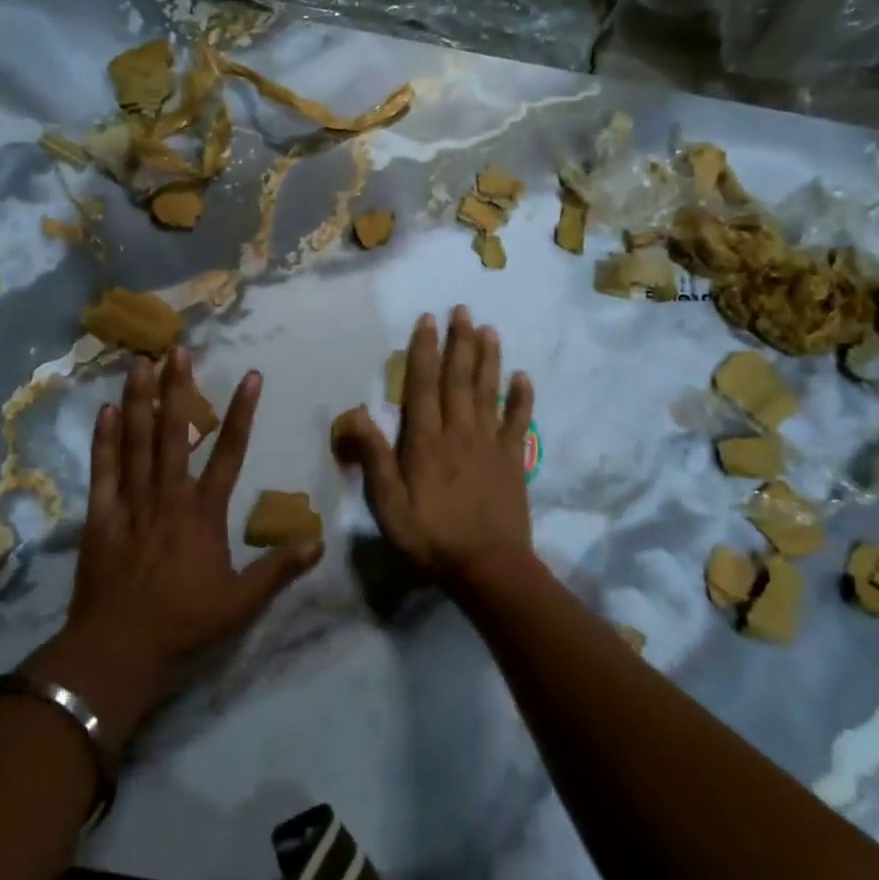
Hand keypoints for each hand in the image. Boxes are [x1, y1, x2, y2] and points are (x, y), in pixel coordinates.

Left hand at [31, 348, 321, 753]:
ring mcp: (131, 501)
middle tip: (175, 349)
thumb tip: (317, 543)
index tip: (251, 376)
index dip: (242, 412)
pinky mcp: (101, 515)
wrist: (119, 649)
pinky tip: (104, 410)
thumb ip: (278, 569)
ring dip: (138, 400)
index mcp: (204, 511)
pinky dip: (103, 439)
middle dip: (176, 388)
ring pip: (135, 440)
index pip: (231, 451)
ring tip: (139, 363)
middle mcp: (169, 494)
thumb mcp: (241, 602)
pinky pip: (103, 469)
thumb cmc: (185, 623)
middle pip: (173, 431)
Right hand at [334, 307, 536, 596]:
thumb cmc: (430, 537)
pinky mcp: (512, 460)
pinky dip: (522, 398)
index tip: (429, 320)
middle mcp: (459, 432)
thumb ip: (374, 457)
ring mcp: (489, 444)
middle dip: (459, 342)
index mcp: (426, 441)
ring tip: (489, 330)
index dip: (425, 350)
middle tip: (463, 310)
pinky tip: (523, 376)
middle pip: (458, 379)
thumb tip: (355, 412)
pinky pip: (518, 422)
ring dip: (488, 359)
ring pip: (488, 392)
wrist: (488, 569)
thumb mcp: (388, 504)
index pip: (423, 385)